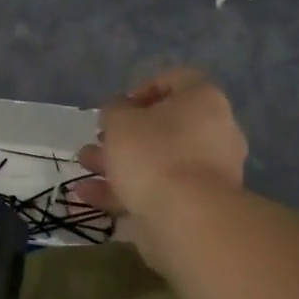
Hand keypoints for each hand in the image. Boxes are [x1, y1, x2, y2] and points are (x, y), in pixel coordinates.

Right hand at [74, 68, 247, 273]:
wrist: (186, 219)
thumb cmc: (154, 155)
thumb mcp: (120, 122)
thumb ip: (114, 111)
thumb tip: (118, 113)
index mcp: (203, 101)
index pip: (174, 80)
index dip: (141, 90)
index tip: (116, 109)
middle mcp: (213, 132)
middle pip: (162, 127)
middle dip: (122, 136)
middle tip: (96, 143)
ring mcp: (207, 173)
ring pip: (156, 162)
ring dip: (118, 165)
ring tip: (85, 169)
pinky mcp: (195, 205)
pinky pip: (157, 191)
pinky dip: (125, 192)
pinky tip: (89, 197)